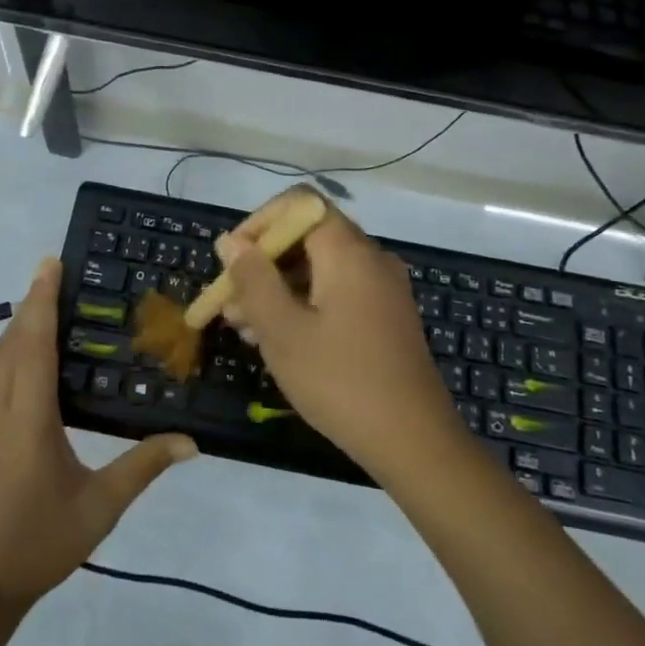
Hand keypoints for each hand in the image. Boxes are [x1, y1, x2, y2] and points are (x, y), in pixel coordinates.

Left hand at [0, 258, 197, 610]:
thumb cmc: (37, 546)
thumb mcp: (98, 508)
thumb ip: (143, 468)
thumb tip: (191, 442)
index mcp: (33, 418)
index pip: (38, 345)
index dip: (44, 302)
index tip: (51, 266)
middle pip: (15, 344)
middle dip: (32, 304)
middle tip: (48, 271)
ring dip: (8, 325)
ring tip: (26, 295)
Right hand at [216, 192, 463, 476]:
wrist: (414, 441)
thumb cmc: (340, 381)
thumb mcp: (283, 330)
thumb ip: (253, 279)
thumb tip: (230, 241)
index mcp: (348, 251)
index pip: (299, 204)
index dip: (259, 223)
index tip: (233, 260)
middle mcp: (370, 258)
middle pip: (307, 237)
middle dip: (263, 263)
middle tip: (230, 302)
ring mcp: (383, 288)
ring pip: (320, 269)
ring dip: (279, 288)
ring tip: (244, 326)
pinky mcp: (386, 316)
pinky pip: (338, 292)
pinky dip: (304, 304)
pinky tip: (278, 339)